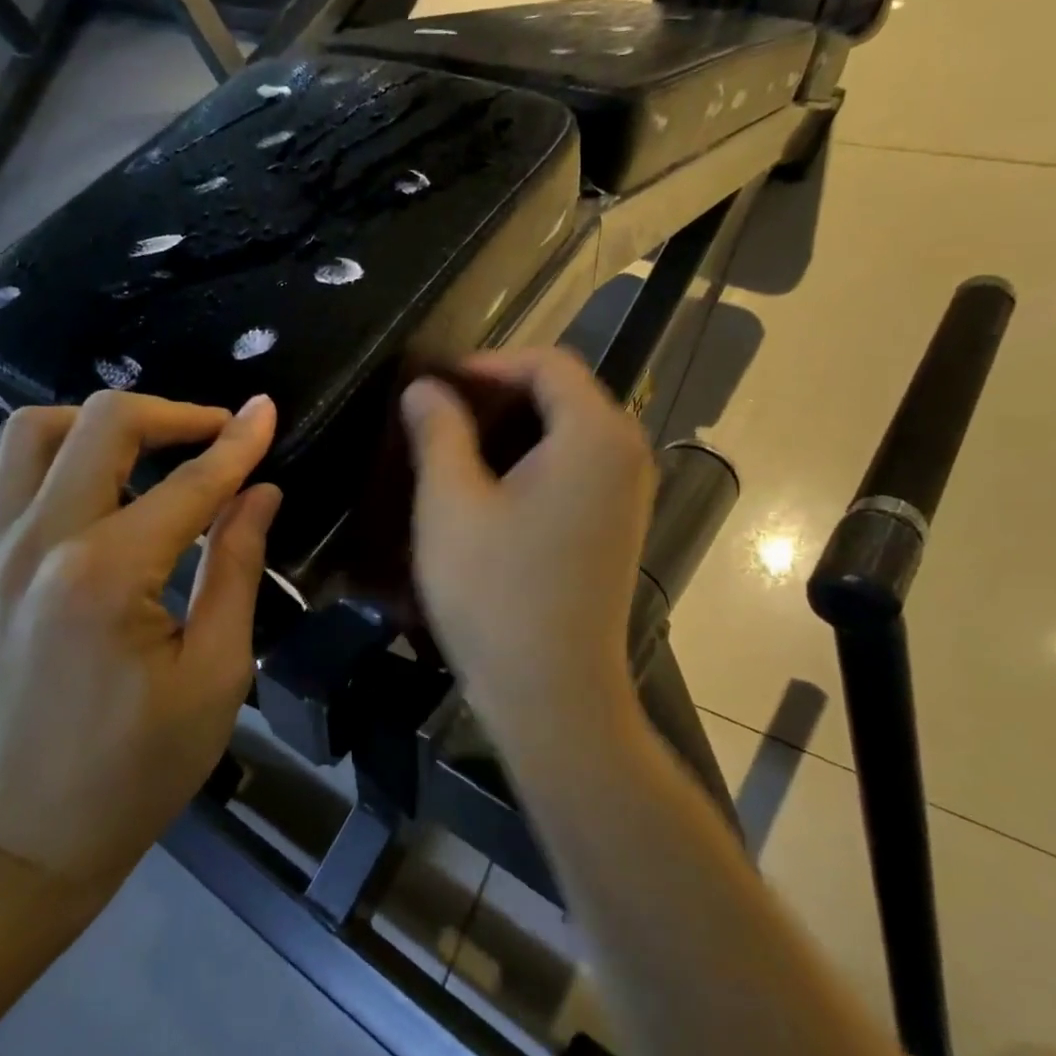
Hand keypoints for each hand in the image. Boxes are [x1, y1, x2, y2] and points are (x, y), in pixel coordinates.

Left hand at [0, 392, 281, 880]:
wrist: (31, 833)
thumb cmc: (140, 767)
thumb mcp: (216, 673)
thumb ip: (236, 568)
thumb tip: (261, 492)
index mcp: (107, 574)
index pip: (189, 482)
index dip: (237, 443)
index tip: (267, 411)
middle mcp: (39, 544)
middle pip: (100, 424)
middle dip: (172, 414)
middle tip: (217, 435)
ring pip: (30, 432)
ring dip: (96, 424)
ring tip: (147, 451)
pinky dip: (33, 459)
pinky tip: (75, 484)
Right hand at [401, 348, 653, 746]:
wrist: (553, 694)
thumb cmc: (496, 593)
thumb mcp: (451, 503)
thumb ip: (438, 431)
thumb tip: (425, 388)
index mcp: (595, 434)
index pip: (547, 362)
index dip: (488, 364)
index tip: (437, 386)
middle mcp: (627, 453)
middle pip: (565, 392)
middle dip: (501, 393)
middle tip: (442, 414)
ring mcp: (630, 493)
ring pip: (571, 431)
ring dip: (517, 427)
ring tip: (458, 446)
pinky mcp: (619, 526)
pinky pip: (579, 467)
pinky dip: (537, 459)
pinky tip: (493, 487)